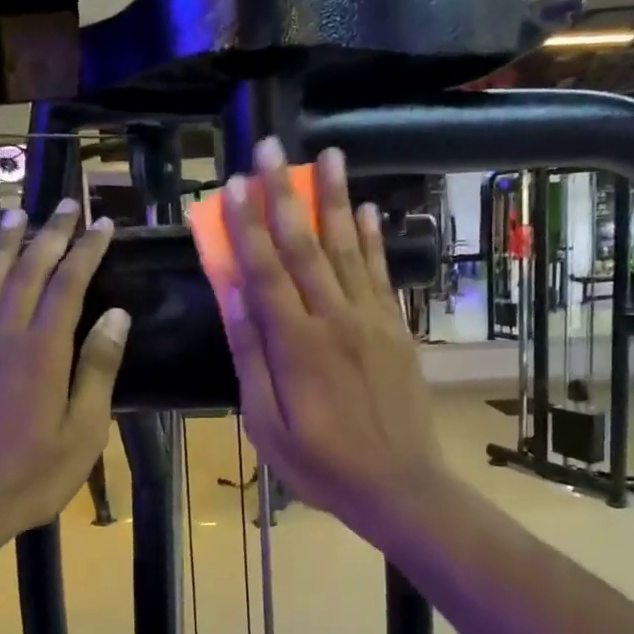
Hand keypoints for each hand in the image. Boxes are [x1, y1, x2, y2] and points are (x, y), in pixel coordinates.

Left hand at [0, 201, 130, 548]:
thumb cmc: (31, 478)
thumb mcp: (83, 433)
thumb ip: (98, 370)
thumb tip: (116, 315)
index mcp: (43, 354)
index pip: (68, 286)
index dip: (87, 251)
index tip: (103, 224)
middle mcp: (3, 338)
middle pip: (28, 274)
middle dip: (50, 235)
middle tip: (66, 205)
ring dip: (3, 246)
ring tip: (16, 214)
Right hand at [219, 138, 451, 535]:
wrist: (400, 485)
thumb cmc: (322, 463)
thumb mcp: (267, 424)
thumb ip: (252, 357)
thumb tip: (233, 296)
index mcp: (296, 345)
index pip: (264, 271)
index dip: (246, 226)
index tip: (233, 185)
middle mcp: (335, 319)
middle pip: (305, 246)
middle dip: (285, 194)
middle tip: (272, 148)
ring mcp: (371, 320)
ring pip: (347, 249)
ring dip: (335, 199)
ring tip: (329, 154)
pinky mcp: (396, 328)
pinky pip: (381, 274)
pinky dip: (373, 239)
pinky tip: (368, 210)